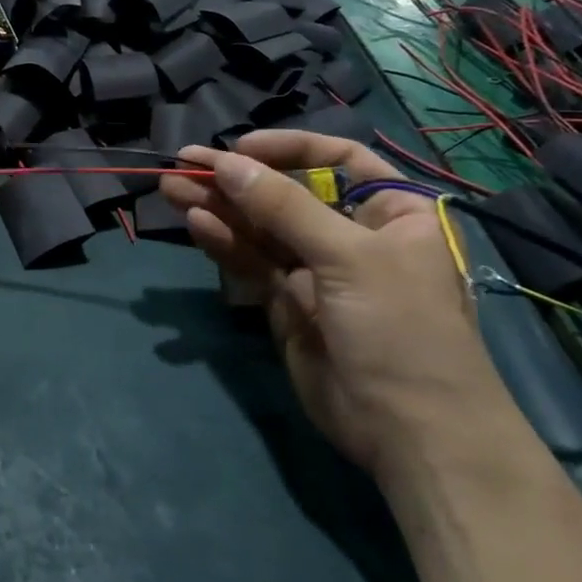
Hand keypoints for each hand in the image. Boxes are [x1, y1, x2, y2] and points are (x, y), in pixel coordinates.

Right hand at [161, 132, 515, 482]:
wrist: (411, 432)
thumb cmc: (400, 328)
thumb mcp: (349, 257)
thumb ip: (283, 207)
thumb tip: (226, 162)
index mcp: (392, 211)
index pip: (337, 158)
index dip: (288, 148)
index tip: (241, 148)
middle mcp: (352, 233)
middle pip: (286, 192)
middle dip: (236, 179)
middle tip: (183, 164)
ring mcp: (316, 270)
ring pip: (259, 227)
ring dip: (217, 207)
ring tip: (170, 188)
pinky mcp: (286, 302)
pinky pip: (250, 262)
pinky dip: (223, 242)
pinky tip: (195, 223)